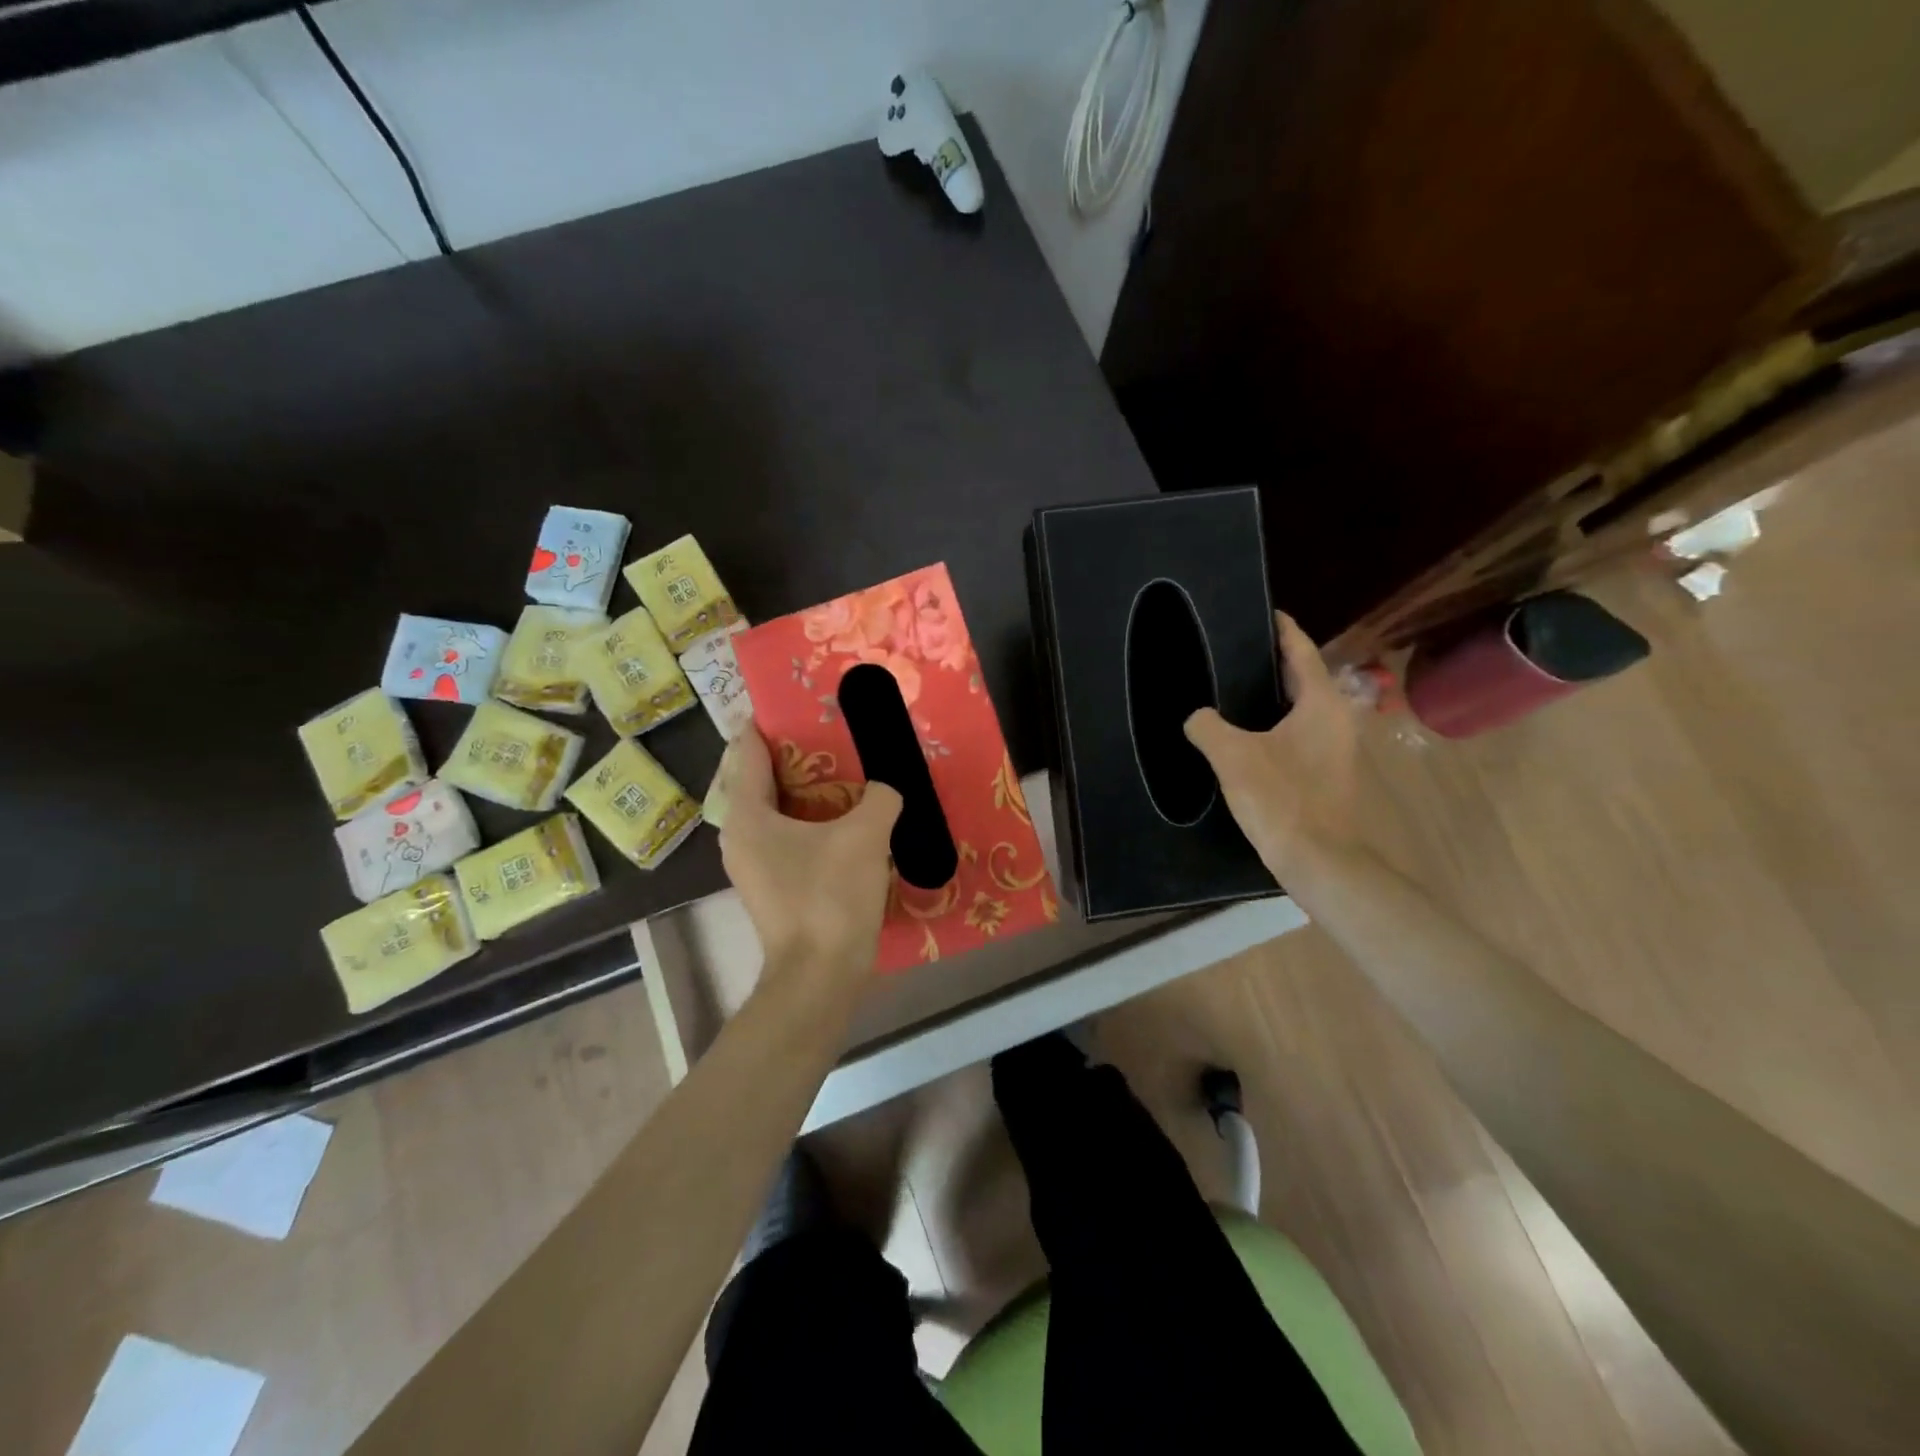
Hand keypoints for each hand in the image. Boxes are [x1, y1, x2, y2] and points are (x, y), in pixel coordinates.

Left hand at [716, 724, 903, 985]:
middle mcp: (739, 834)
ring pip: (773, 808)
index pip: (746, 750)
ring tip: (840, 766)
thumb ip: (879, 798)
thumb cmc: (830, 898)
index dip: (768, 721)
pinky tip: (842, 814)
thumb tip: (887, 787)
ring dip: (802, 787)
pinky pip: (785, 834)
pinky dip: (808, 817)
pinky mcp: (772, 884)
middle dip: (790, 752)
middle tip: (827, 729)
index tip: (796, 700)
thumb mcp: (864, 837)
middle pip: (757, 777)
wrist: (820, 976)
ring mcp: (753, 863)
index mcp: (747, 814)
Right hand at [1184, 613, 1357, 881]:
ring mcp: (1337, 749)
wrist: (1320, 861)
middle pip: (1304, 679)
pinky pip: (1299, 736)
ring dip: (1274, 699)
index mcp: (1321, 703)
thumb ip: (1207, 727)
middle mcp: (1337, 719)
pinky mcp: (1329, 775)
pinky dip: (1276, 727)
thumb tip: (1197, 717)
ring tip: (1234, 693)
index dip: (1282, 629)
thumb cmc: (1282, 799)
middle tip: (1235, 654)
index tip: (1264, 612)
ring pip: (1301, 710)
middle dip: (1273, 664)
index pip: (1301, 651)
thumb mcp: (1233, 757)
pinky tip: (1247, 738)